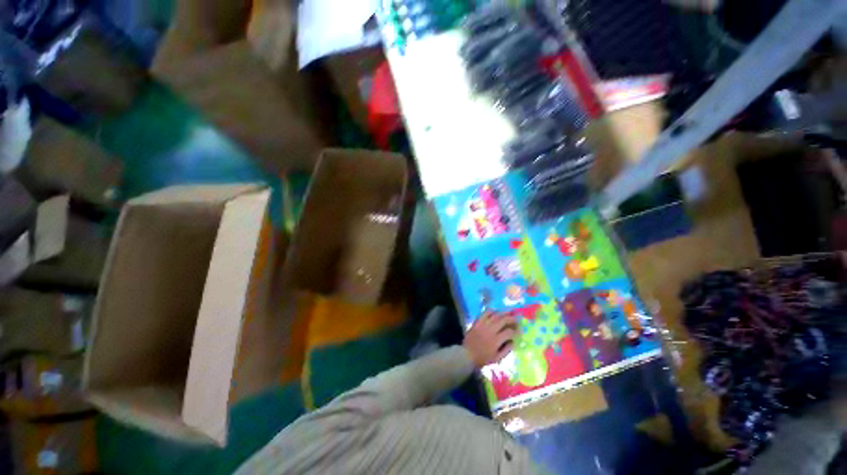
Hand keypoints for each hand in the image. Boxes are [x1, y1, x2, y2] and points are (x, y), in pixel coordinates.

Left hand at [463, 312, 517, 367]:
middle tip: (516, 319)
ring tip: (509, 313)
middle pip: (503, 320)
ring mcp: (483, 325)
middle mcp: (490, 330)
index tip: (519, 331)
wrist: (467, 354)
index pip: (509, 332)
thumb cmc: (482, 358)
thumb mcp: (497, 358)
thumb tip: (513, 342)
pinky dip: (491, 311)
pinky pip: (484, 313)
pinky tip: (495, 312)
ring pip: (494, 315)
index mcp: (496, 340)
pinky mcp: (477, 322)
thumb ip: (506, 350)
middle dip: (511, 319)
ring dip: (503, 313)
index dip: (516, 331)